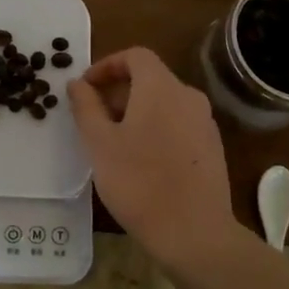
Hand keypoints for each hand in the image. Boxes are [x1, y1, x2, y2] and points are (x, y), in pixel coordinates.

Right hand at [68, 48, 236, 266]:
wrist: (193, 232)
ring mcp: (205, 123)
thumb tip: (77, 84)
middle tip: (92, 119)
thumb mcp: (99, 143)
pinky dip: (155, 129)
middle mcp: (188, 97)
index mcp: (161, 88)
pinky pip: (178, 125)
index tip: (85, 88)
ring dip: (135, 112)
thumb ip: (86, 107)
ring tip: (112, 143)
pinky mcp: (211, 148)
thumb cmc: (138, 182)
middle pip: (150, 79)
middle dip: (117, 92)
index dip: (106, 65)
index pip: (135, 56)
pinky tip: (140, 161)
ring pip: (164, 103)